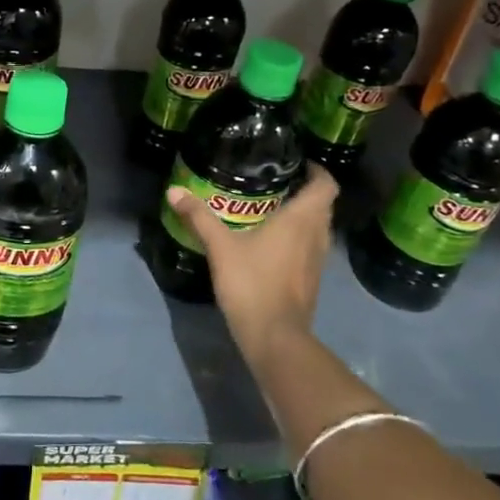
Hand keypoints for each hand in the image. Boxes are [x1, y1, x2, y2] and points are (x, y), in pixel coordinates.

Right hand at [164, 166, 337, 378]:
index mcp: (301, 220)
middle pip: (323, 205)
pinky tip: (272, 242)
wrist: (274, 336)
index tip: (297, 163)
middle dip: (305, 191)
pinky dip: (298, 237)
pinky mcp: (311, 280)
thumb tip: (174, 191)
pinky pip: (311, 247)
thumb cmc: (252, 283)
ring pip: (318, 227)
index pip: (325, 185)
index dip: (316, 171)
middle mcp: (317, 236)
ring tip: (272, 208)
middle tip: (276, 182)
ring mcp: (318, 261)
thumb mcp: (220, 246)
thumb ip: (199, 217)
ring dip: (303, 216)